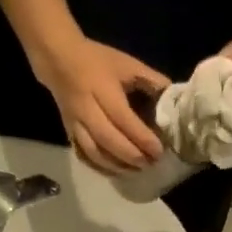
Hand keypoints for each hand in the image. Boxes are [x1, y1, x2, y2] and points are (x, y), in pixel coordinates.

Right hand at [38, 37, 167, 173]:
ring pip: (95, 153)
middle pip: (108, 140)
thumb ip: (151, 81)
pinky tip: (116, 171)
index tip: (159, 150)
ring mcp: (75, 124)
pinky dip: (100, 168)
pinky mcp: (69, 133)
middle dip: (132, 156)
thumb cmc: (98, 61)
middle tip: (151, 163)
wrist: (59, 60)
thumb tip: (172, 101)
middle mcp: (86, 109)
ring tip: (137, 170)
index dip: (142, 137)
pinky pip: (83, 156)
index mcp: (102, 89)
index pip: (123, 119)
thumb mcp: (127, 64)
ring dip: (117, 166)